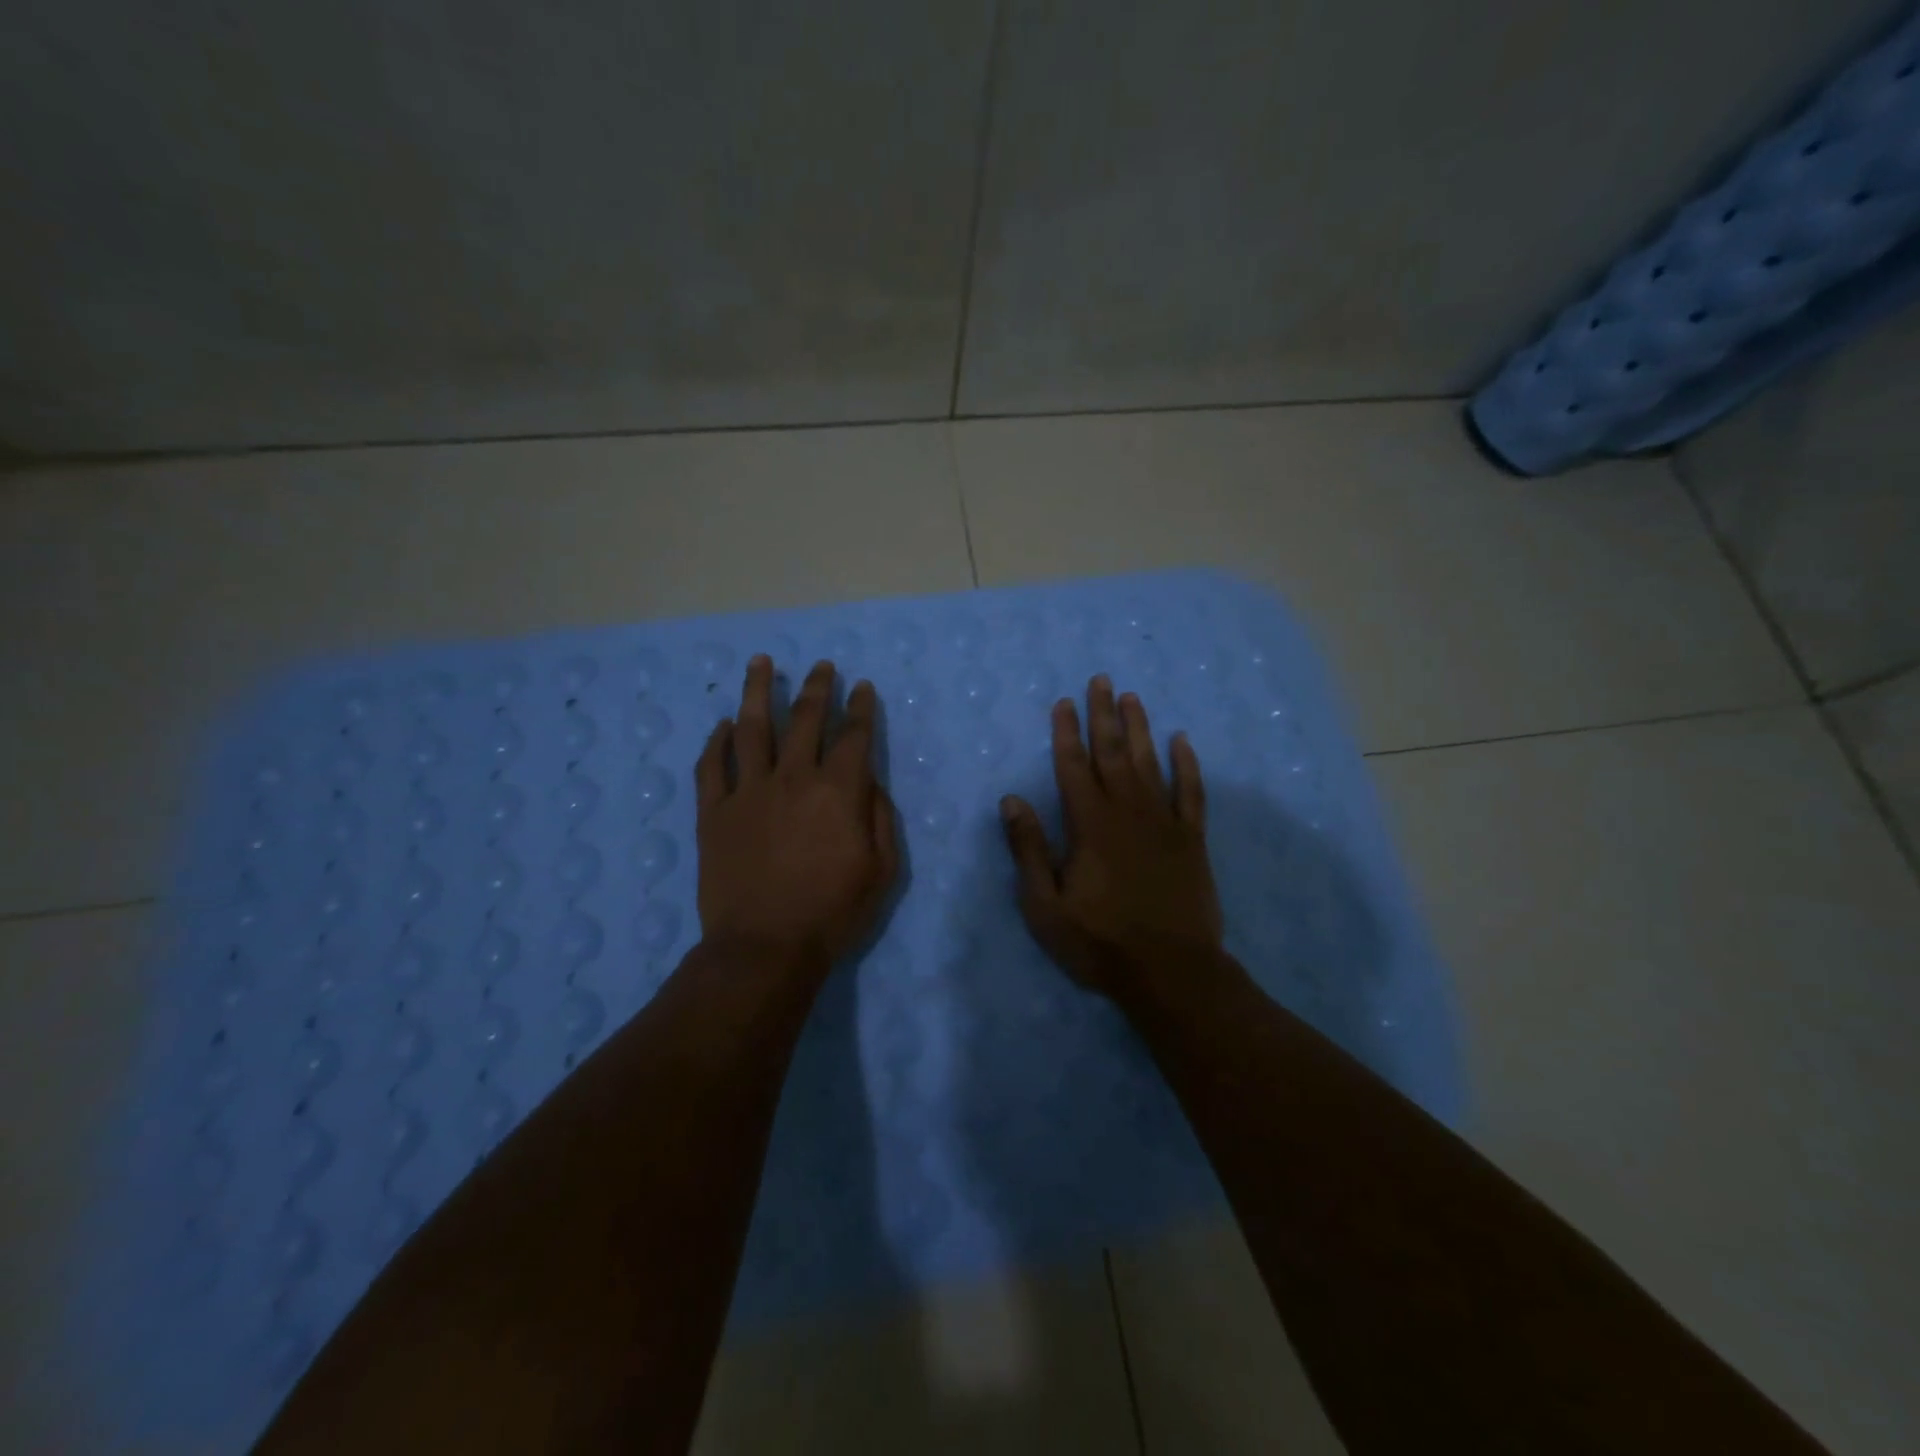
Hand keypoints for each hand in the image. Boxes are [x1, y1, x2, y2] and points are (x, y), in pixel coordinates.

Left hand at [695, 656, 898, 970]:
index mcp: (838, 791)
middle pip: (805, 719)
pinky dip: (717, 741)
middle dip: (818, 688)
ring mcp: (748, 791)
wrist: (764, 947)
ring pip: (753, 727)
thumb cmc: (832, 913)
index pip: (853, 736)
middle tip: (822, 666)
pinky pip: (713, 765)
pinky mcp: (713, 811)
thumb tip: (870, 784)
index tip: (862, 687)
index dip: (860, 708)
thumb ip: (880, 819)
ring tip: (761, 662)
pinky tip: (723, 724)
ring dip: (758, 691)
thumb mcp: (882, 871)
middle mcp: (793, 778)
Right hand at [1001, 675, 1222, 996]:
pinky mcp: (1191, 839)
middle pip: (1113, 753)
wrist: (1170, 972)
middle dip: (1104, 715)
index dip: (1067, 732)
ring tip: (1133, 697)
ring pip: (1150, 763)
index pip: (1073, 766)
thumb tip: (1011, 799)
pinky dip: (1187, 764)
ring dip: (1140, 728)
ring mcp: (1164, 822)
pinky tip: (1182, 741)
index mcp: (1089, 825)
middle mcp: (1127, 812)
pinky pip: (1191, 792)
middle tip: (1102, 680)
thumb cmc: (1099, 942)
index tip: (1064, 702)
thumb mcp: (1045, 905)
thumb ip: (1029, 849)